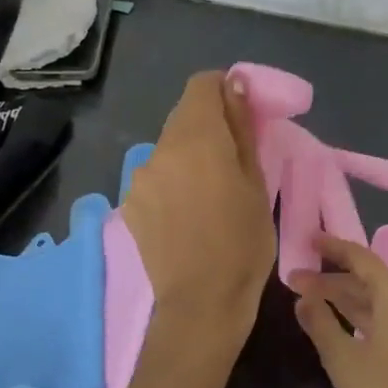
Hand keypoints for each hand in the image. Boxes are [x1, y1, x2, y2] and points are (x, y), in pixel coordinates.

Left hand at [121, 71, 274, 365]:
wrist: (201, 303)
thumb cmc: (243, 243)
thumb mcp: (256, 183)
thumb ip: (242, 129)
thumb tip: (235, 86)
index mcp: (197, 138)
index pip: (202, 84)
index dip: (224, 91)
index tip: (244, 115)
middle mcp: (161, 149)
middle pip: (185, 115)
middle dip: (211, 125)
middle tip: (236, 158)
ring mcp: (140, 177)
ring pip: (170, 147)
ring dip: (192, 155)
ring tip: (213, 192)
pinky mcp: (131, 203)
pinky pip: (158, 175)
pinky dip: (175, 180)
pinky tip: (189, 213)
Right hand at [290, 234, 387, 387]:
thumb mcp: (344, 359)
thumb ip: (321, 324)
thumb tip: (303, 296)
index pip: (359, 257)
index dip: (333, 246)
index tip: (308, 238)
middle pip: (364, 278)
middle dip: (329, 276)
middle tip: (294, 278)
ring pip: (371, 299)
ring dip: (340, 296)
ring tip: (306, 298)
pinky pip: (379, 315)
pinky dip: (355, 313)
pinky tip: (336, 323)